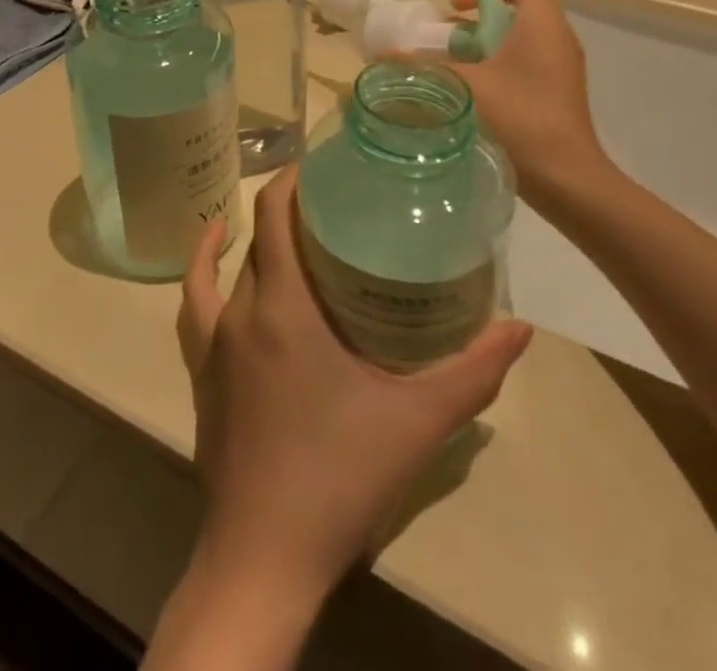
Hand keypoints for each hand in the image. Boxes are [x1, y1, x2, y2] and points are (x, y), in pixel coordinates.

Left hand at [176, 166, 533, 601]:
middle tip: (332, 203)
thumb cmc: (339, 476)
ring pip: (225, 269)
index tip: (324, 162)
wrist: (265, 556)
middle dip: (288, 210)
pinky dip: (202, 274)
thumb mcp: (417, 422)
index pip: (275, 215)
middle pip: (258, 239)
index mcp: (283, 307)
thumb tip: (521, 329)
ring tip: (279, 223)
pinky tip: (215, 265)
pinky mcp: (201, 374)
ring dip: (247, 238)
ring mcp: (212, 344)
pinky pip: (194, 307)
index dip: (292, 178)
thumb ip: (473, 372)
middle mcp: (240, 311)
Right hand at [446, 0, 605, 213]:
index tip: (459, 8)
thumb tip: (383, 57)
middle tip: (444, 39)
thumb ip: (425, 67)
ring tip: (450, 65)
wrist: (567, 178)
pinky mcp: (558, 90)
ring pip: (520, 36)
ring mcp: (561, 65)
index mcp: (541, 23)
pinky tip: (471, 91)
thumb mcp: (466, 87)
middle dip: (476, 17)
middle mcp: (556, 37)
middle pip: (517, 6)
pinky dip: (498, 65)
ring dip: (483, 44)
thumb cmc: (521, 119)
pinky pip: (526, 60)